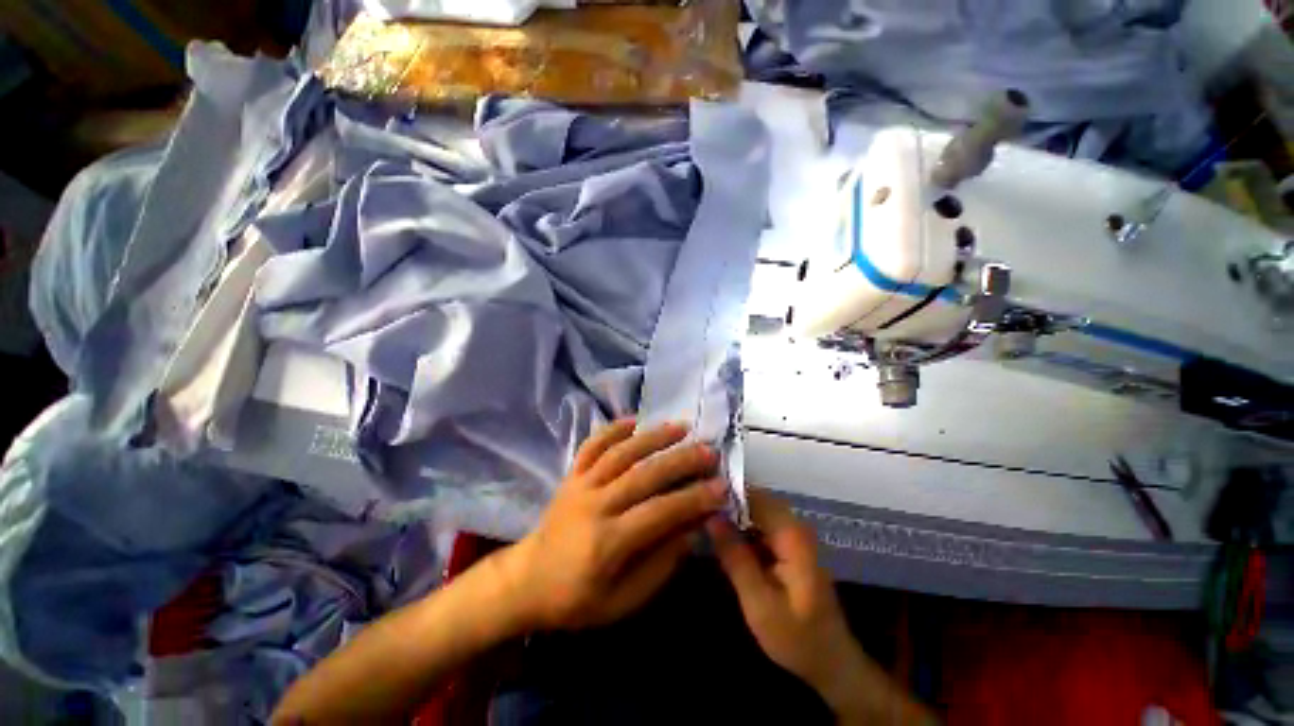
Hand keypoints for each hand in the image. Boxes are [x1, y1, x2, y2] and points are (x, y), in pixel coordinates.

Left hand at [499, 419, 726, 630]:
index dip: (693, 499)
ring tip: (681, 427)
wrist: (527, 581)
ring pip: (620, 453)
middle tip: (708, 451)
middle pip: (643, 475)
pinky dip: (613, 429)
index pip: (659, 513)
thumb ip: (660, 565)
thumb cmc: (578, 599)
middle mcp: (595, 505)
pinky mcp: (571, 474)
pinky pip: (592, 445)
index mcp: (608, 542)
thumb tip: (693, 528)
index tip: (720, 487)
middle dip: (680, 460)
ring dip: (653, 437)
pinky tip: (634, 420)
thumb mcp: (624, 601)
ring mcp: (580, 484)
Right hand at [710, 491, 933, 723]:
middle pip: (755, 498)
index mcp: (791, 535)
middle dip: (727, 501)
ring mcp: (794, 534)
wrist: (831, 662)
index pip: (754, 496)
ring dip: (732, 513)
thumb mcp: (759, 604)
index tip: (698, 496)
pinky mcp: (789, 545)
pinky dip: (741, 526)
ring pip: (757, 509)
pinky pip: (761, 523)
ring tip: (703, 518)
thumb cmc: (797, 638)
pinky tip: (722, 536)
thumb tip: (711, 517)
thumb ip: (735, 558)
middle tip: (697, 509)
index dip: (726, 492)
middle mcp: (795, 526)